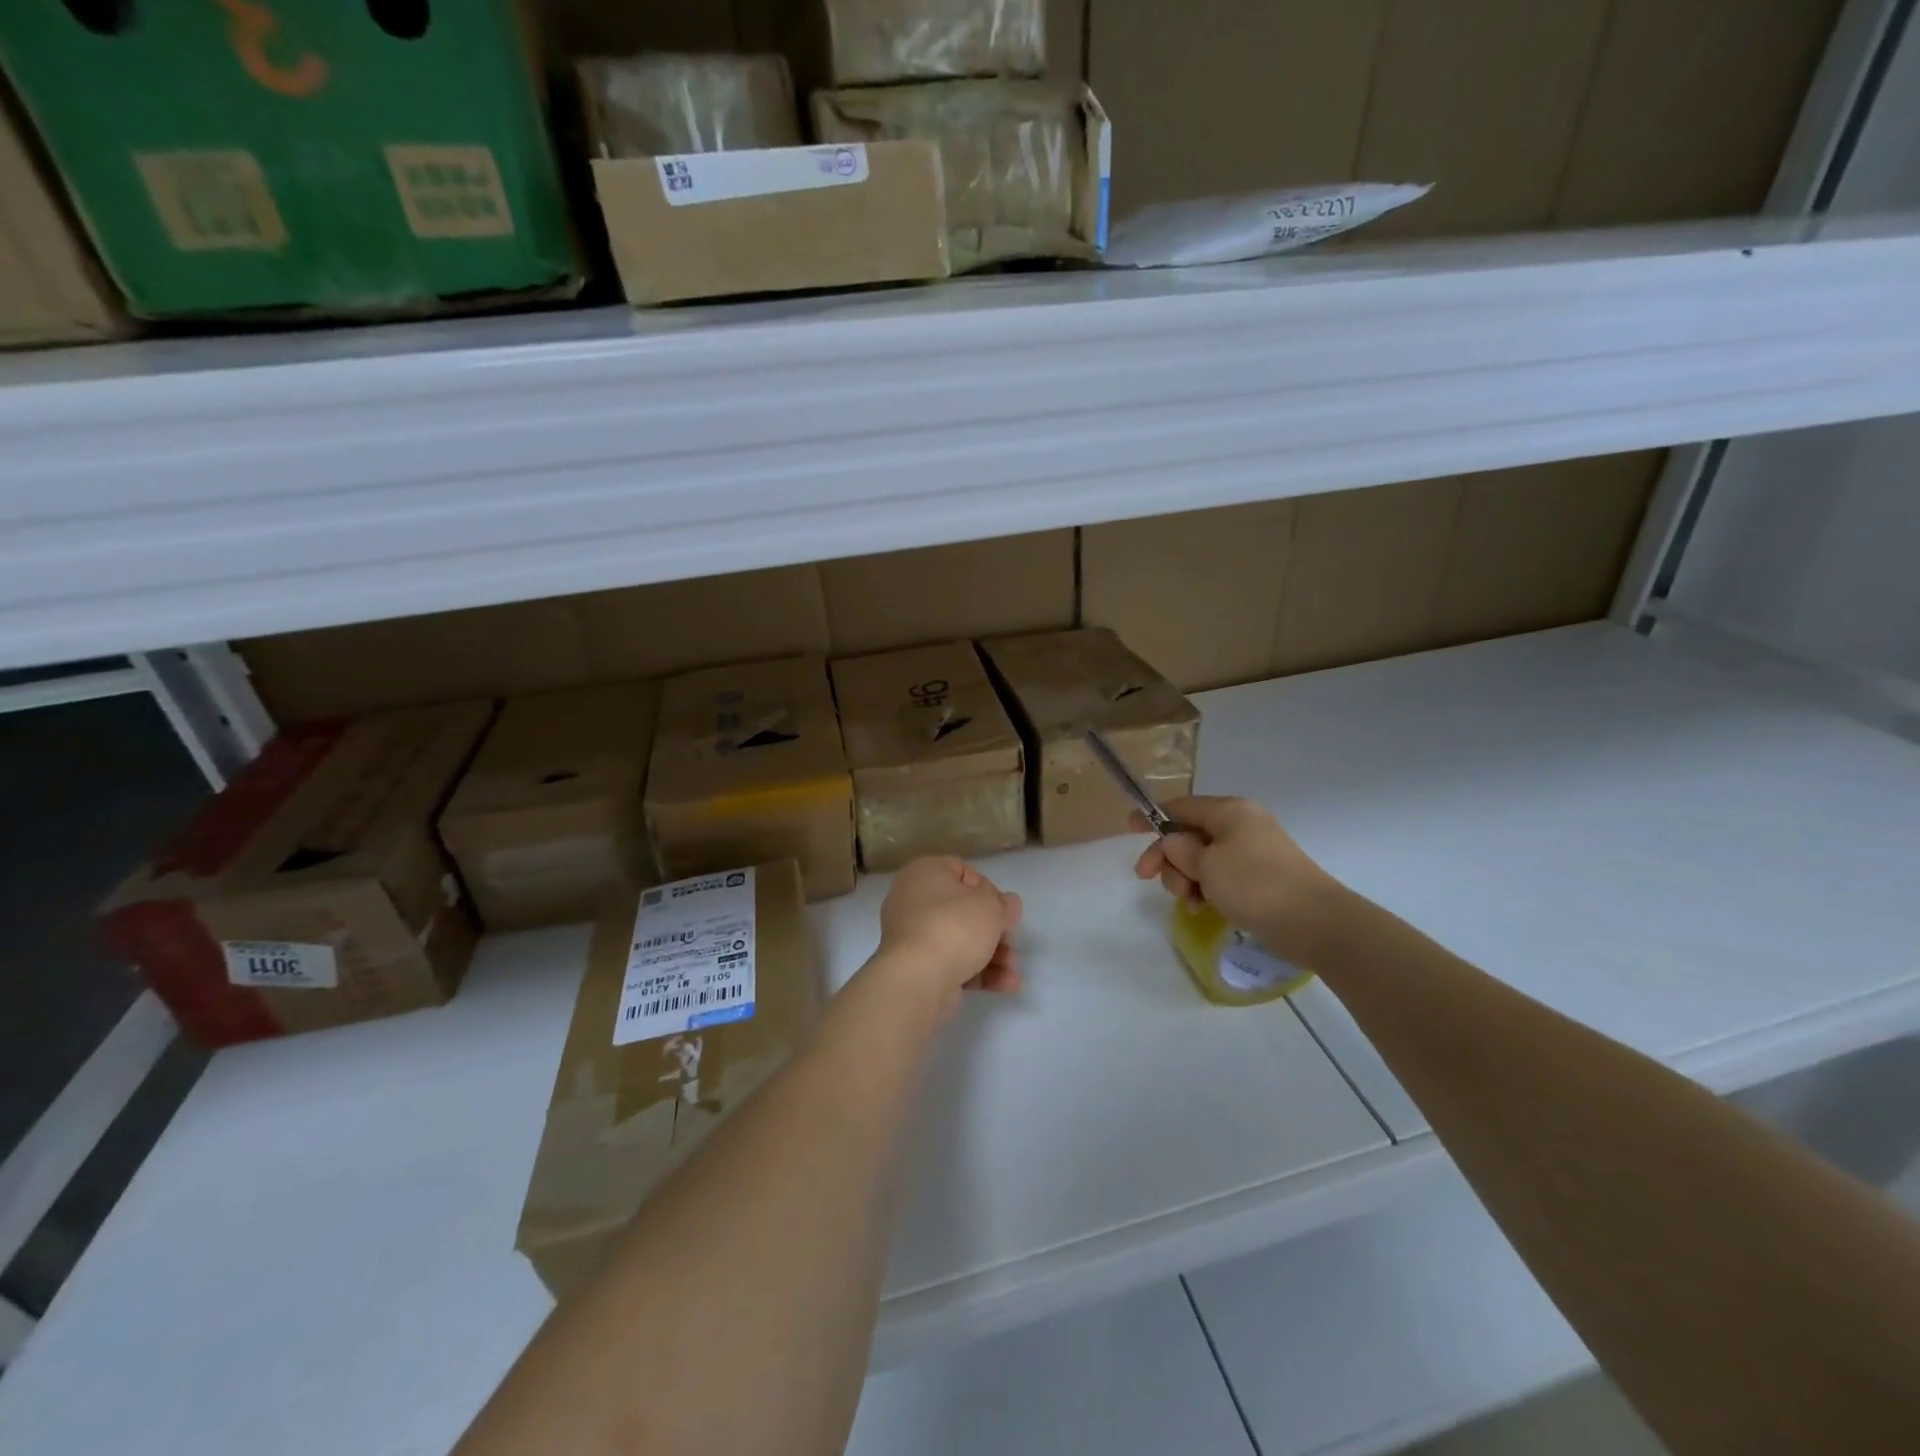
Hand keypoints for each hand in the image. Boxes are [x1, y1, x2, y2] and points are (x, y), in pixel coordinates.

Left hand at [876, 857, 1023, 1008]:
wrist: (917, 979)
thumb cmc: (954, 927)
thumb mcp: (991, 907)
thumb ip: (1005, 904)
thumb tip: (1007, 905)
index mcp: (925, 872)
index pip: (962, 871)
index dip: (988, 890)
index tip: (1003, 910)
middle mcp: (913, 900)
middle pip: (964, 911)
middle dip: (995, 931)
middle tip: (1011, 944)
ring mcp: (913, 936)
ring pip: (961, 940)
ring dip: (993, 955)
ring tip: (1013, 973)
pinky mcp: (917, 966)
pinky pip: (952, 962)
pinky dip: (978, 972)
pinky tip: (1006, 985)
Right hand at [1133, 796, 1345, 964]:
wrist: (1315, 922)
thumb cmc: (1255, 885)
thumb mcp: (1206, 864)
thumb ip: (1180, 850)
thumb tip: (1172, 842)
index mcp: (1229, 811)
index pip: (1181, 806)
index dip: (1153, 817)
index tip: (1129, 830)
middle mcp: (1242, 824)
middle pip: (1190, 834)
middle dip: (1169, 858)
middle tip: (1154, 882)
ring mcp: (1253, 851)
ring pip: (1203, 858)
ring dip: (1187, 877)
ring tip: (1190, 902)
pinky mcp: (1261, 877)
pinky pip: (1221, 875)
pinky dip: (1207, 888)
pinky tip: (1203, 908)